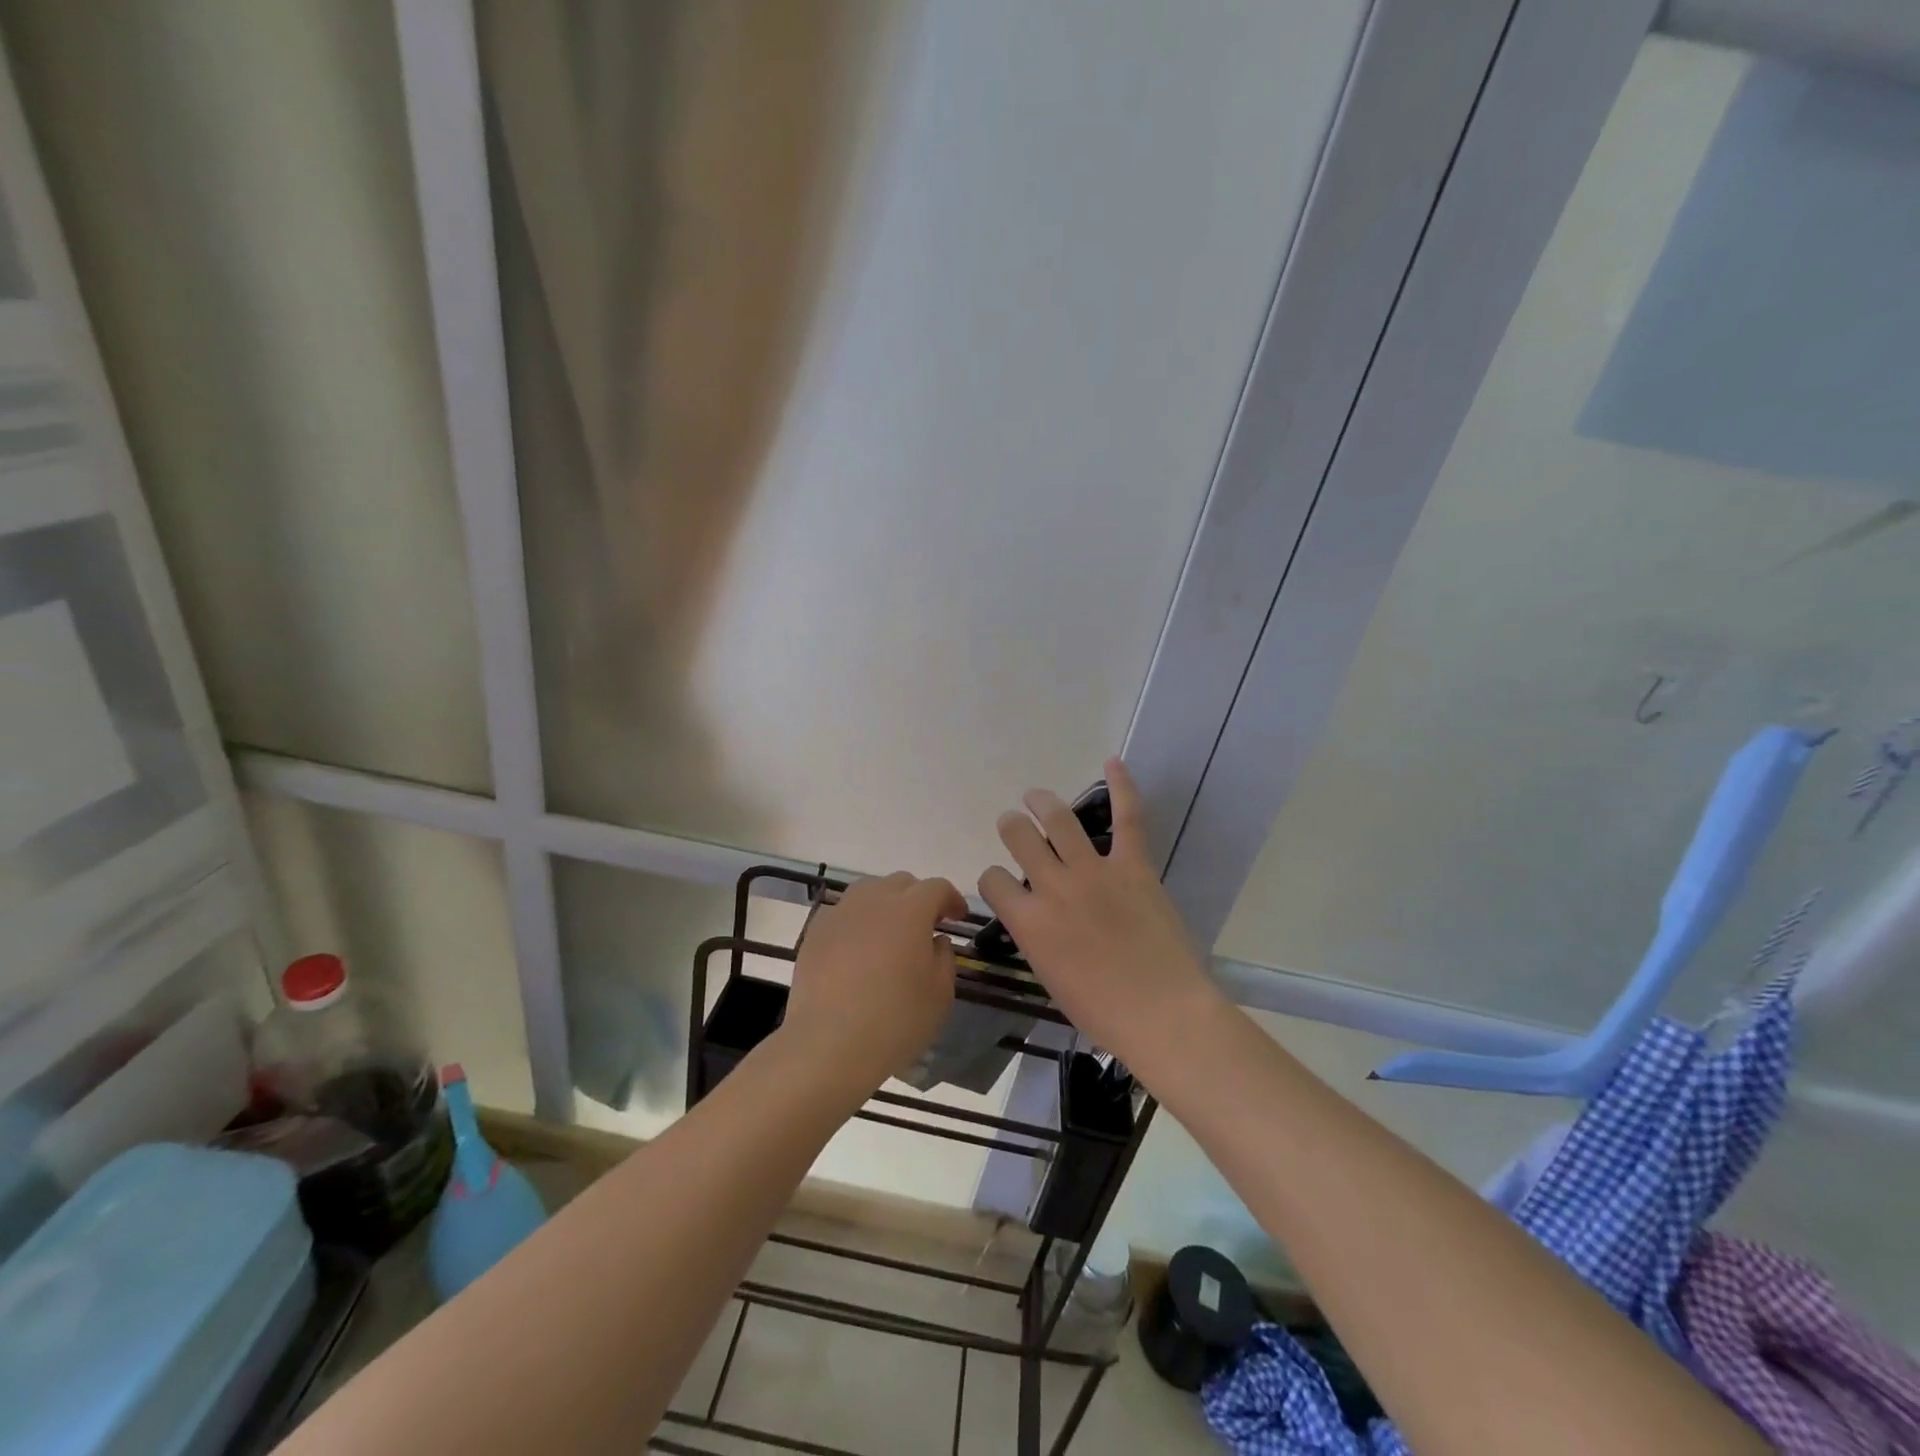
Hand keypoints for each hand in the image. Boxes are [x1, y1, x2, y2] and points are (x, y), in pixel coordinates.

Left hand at [778, 871, 965, 1100]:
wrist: (829, 1046)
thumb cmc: (895, 1020)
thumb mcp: (940, 993)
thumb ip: (944, 957)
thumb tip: (935, 940)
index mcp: (910, 910)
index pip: (936, 888)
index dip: (951, 899)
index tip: (957, 918)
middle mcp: (874, 901)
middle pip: (901, 883)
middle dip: (918, 898)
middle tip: (925, 926)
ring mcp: (840, 914)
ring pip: (868, 892)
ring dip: (885, 904)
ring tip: (889, 934)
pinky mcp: (815, 933)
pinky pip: (843, 914)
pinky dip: (857, 922)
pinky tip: (858, 951)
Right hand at [978, 758, 1218, 1073]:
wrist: (1161, 1014)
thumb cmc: (1102, 1012)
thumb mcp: (1051, 978)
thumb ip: (1038, 940)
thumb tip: (1038, 921)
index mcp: (1028, 922)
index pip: (992, 881)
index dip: (994, 878)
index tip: (1003, 883)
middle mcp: (1053, 887)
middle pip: (1019, 837)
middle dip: (1012, 827)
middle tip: (1015, 825)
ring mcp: (1094, 872)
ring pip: (1058, 819)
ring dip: (1042, 802)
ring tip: (1036, 797)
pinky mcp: (1133, 866)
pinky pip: (1127, 818)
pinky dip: (1122, 786)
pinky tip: (1113, 762)